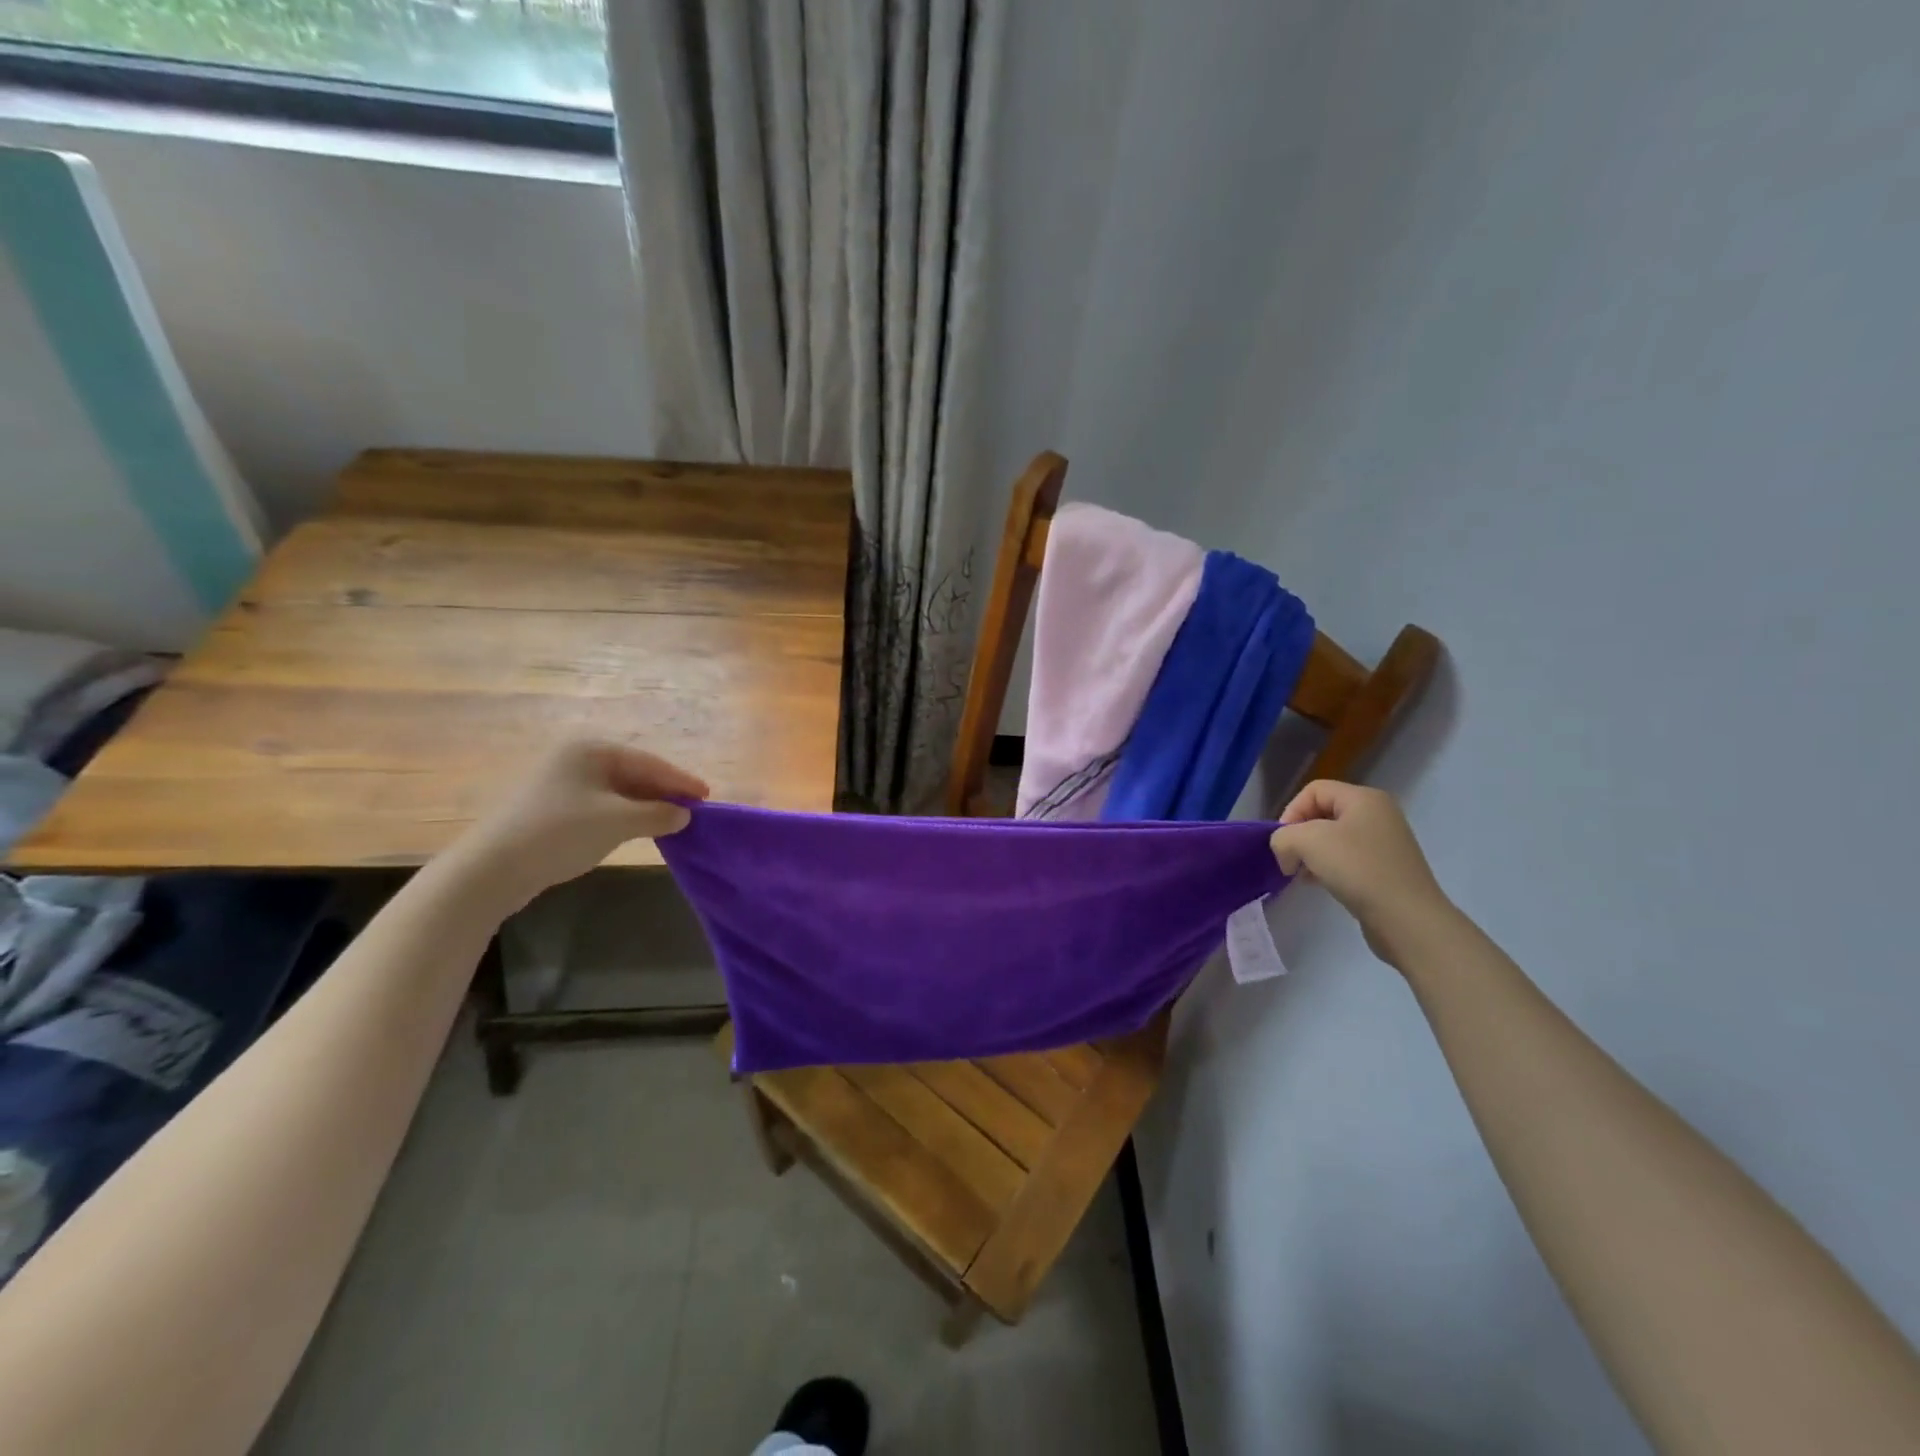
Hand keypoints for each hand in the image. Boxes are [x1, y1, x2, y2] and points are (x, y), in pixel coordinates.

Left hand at [453, 738, 708, 911]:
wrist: (492, 868)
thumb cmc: (560, 832)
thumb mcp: (617, 821)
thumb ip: (658, 814)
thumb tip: (684, 814)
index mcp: (591, 750)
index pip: (649, 762)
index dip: (680, 780)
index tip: (707, 796)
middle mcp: (576, 758)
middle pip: (633, 773)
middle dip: (663, 792)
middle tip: (692, 810)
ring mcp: (561, 783)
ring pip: (617, 791)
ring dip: (645, 806)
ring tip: (671, 821)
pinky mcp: (552, 808)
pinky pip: (601, 805)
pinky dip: (624, 816)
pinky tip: (637, 830)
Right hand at [1270, 781, 1457, 970]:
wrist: (1407, 919)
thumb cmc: (1358, 869)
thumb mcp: (1307, 842)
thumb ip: (1283, 837)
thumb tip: (1285, 852)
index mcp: (1364, 798)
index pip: (1313, 790)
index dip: (1291, 812)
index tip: (1284, 843)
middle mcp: (1378, 814)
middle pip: (1322, 813)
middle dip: (1299, 835)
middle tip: (1291, 861)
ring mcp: (1384, 843)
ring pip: (1333, 838)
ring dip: (1311, 854)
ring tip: (1303, 876)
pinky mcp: (1385, 869)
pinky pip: (1347, 859)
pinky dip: (1328, 868)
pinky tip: (1320, 884)